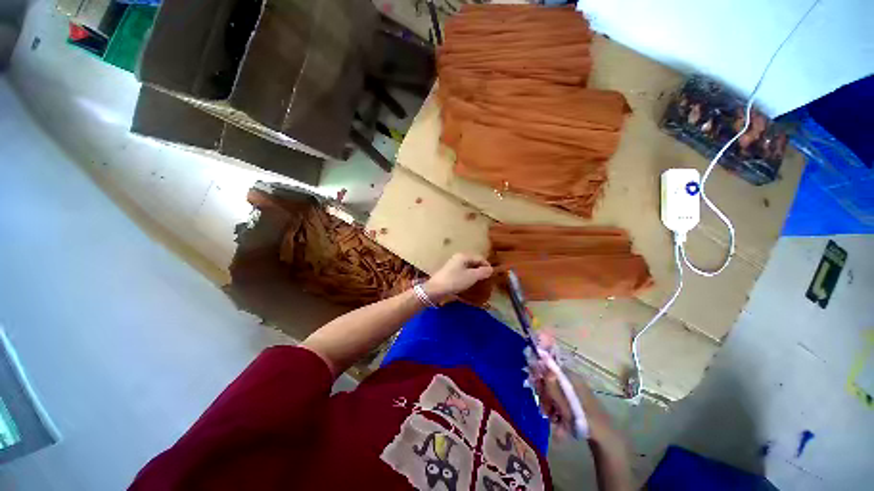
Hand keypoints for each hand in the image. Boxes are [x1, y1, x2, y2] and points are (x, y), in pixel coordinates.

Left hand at [424, 253, 492, 302]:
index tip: (492, 275)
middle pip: (474, 262)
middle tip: (486, 279)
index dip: (487, 266)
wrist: (436, 289)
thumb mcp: (471, 276)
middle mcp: (458, 258)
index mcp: (464, 256)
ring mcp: (453, 265)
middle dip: (481, 270)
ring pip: (468, 268)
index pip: (480, 258)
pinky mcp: (449, 273)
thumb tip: (491, 269)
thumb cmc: (455, 281)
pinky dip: (468, 277)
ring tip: (479, 283)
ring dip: (475, 274)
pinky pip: (462, 272)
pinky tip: (469, 284)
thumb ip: (482, 272)